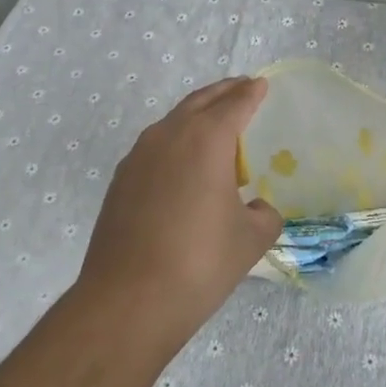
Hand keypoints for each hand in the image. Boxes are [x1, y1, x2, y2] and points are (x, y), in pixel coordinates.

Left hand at [79, 77, 280, 347]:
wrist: (127, 302)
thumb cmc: (199, 263)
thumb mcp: (250, 240)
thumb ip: (264, 215)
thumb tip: (258, 208)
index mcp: (207, 139)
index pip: (235, 104)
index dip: (251, 93)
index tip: (261, 84)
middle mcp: (170, 136)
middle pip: (201, 101)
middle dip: (223, 92)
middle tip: (242, 89)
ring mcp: (139, 156)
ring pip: (174, 120)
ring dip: (197, 114)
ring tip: (216, 125)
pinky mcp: (121, 180)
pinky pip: (155, 145)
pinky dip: (176, 140)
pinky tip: (184, 164)